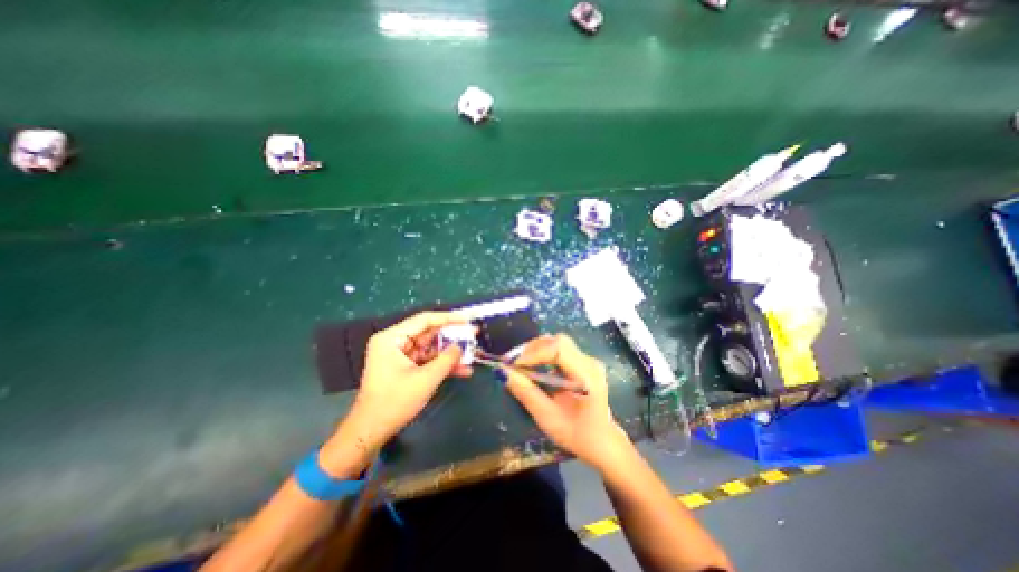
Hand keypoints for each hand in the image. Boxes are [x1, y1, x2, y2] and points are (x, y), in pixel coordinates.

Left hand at [340, 314, 471, 450]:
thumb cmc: (394, 403)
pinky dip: (443, 364)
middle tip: (473, 335)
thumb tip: (461, 346)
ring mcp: (400, 355)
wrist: (371, 431)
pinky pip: (428, 360)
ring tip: (472, 354)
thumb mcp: (425, 379)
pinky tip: (462, 370)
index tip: (468, 319)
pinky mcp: (405, 367)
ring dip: (450, 353)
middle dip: (452, 336)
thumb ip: (446, 359)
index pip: (424, 320)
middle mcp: (395, 342)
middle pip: (429, 332)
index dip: (449, 318)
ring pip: (431, 347)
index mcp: (392, 338)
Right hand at [501, 333, 629, 471]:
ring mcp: (587, 360)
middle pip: (557, 341)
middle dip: (532, 349)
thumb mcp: (548, 418)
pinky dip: (541, 354)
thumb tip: (503, 373)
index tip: (513, 365)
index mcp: (587, 376)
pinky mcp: (581, 362)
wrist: (602, 441)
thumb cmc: (577, 435)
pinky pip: (558, 350)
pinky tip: (531, 366)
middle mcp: (589, 362)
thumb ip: (526, 393)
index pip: (559, 349)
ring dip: (535, 350)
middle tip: (512, 364)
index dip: (534, 353)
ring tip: (519, 365)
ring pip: (557, 343)